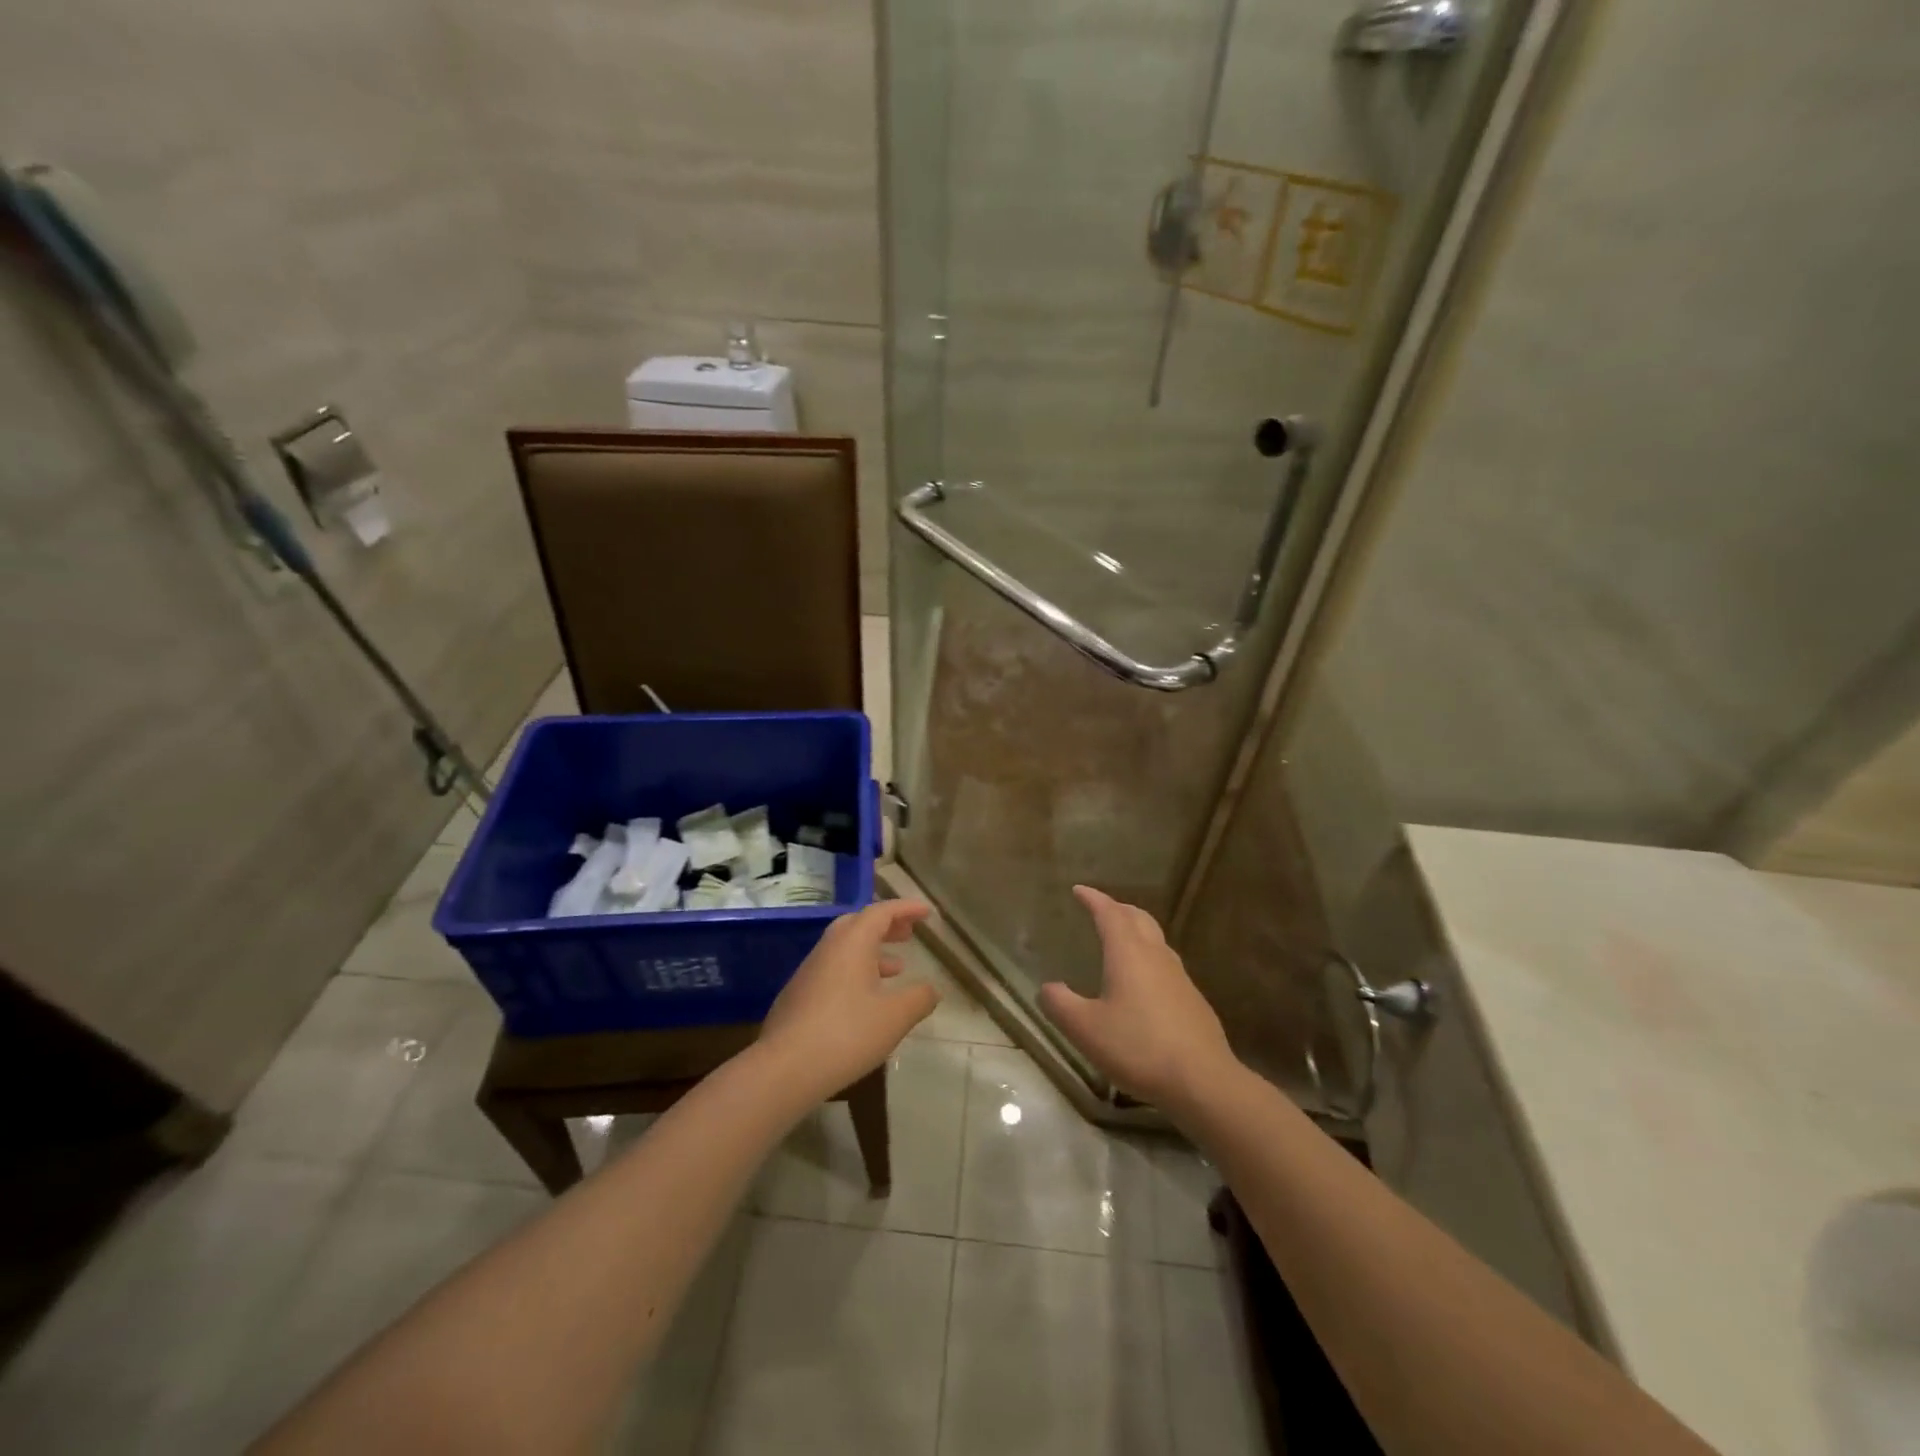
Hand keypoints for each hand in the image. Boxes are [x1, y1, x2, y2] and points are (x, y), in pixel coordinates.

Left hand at [759, 899, 940, 1097]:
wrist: (784, 1069)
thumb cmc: (846, 1034)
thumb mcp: (895, 1017)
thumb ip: (919, 998)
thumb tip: (931, 989)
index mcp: (852, 942)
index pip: (882, 912)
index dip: (906, 909)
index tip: (926, 912)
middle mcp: (828, 948)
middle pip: (859, 924)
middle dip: (886, 926)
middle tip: (908, 935)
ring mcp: (809, 972)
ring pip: (844, 949)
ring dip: (872, 952)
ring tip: (897, 969)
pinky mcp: (798, 996)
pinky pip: (833, 970)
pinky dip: (855, 972)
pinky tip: (865, 1001)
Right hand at [1039, 886, 1237, 1109]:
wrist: (1203, 1081)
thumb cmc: (1138, 1047)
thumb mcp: (1085, 1029)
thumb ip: (1060, 1005)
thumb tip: (1048, 988)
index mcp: (1128, 953)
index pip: (1109, 913)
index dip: (1093, 899)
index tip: (1079, 890)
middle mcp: (1156, 956)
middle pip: (1138, 918)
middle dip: (1117, 908)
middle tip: (1101, 908)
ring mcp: (1179, 977)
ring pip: (1156, 939)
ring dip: (1136, 930)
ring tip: (1121, 939)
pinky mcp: (1192, 1000)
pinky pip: (1165, 964)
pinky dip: (1149, 957)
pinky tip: (1144, 983)